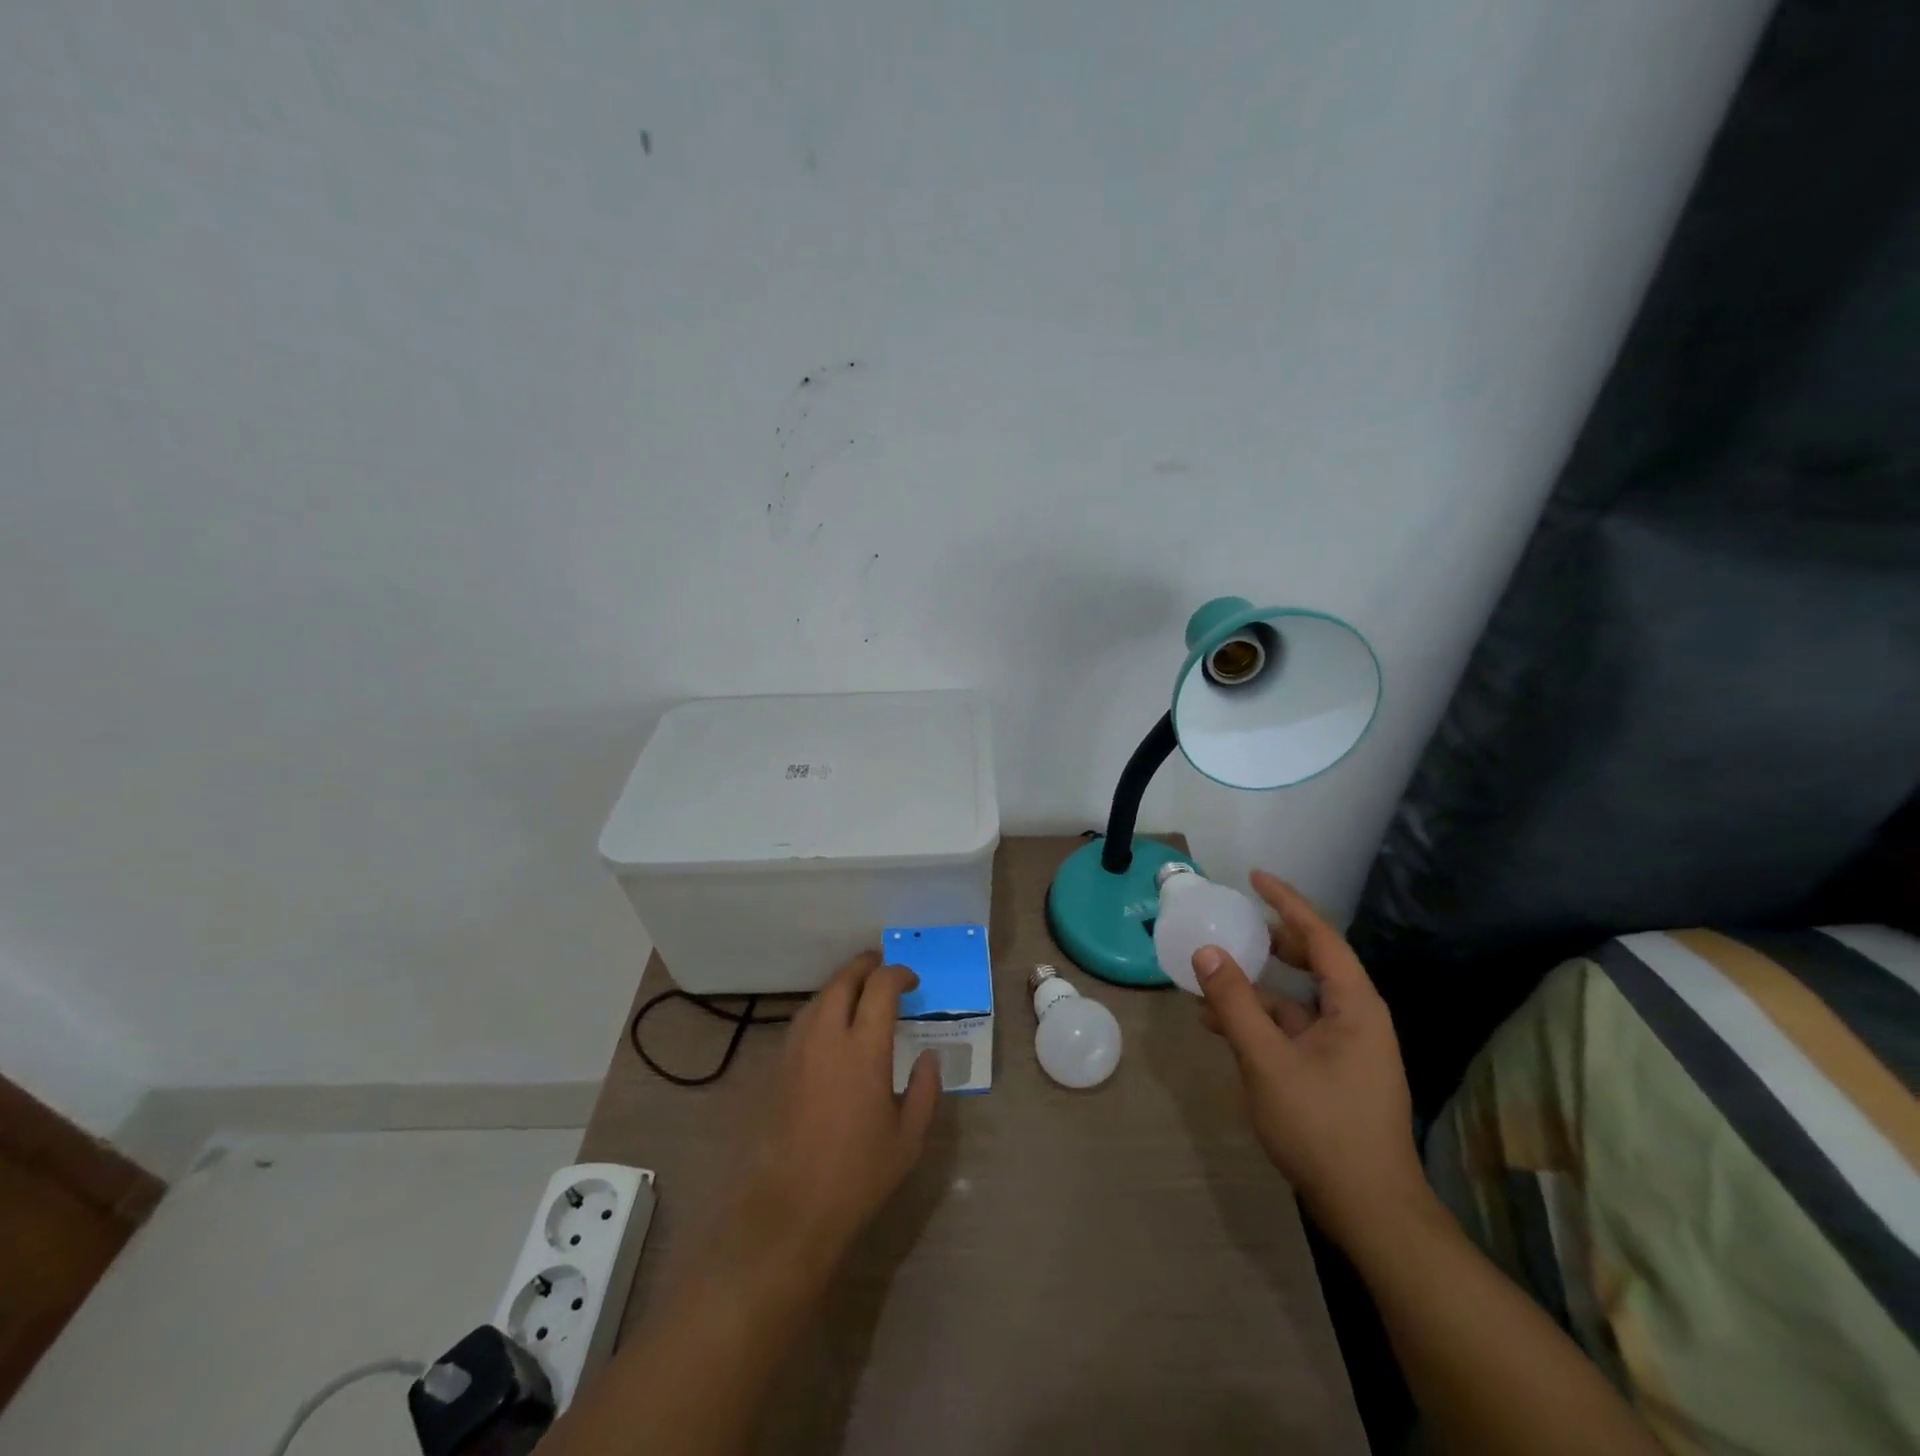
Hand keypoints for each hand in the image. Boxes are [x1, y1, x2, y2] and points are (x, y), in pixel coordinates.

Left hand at [733, 951, 940, 1269]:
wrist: (791, 1209)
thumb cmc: (858, 1175)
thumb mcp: (908, 1139)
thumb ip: (926, 1090)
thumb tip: (930, 1056)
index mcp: (864, 1050)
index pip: (880, 988)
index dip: (898, 974)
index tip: (912, 980)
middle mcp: (827, 1038)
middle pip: (843, 980)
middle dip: (865, 966)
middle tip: (883, 967)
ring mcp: (798, 1050)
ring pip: (818, 997)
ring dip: (841, 984)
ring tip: (859, 992)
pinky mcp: (779, 1067)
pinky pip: (802, 1020)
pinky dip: (822, 1008)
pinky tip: (832, 1026)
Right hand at [1194, 871, 1428, 1245]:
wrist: (1370, 1211)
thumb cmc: (1323, 1127)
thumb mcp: (1268, 1061)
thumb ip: (1235, 1004)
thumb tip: (1207, 952)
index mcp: (1355, 1006)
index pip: (1320, 936)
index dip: (1287, 902)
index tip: (1254, 877)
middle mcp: (1357, 1018)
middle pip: (1314, 963)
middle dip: (1273, 941)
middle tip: (1236, 922)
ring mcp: (1347, 1048)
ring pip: (1297, 1000)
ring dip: (1256, 989)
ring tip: (1211, 981)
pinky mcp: (1334, 1073)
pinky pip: (1293, 1030)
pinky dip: (1259, 1021)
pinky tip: (1222, 1028)